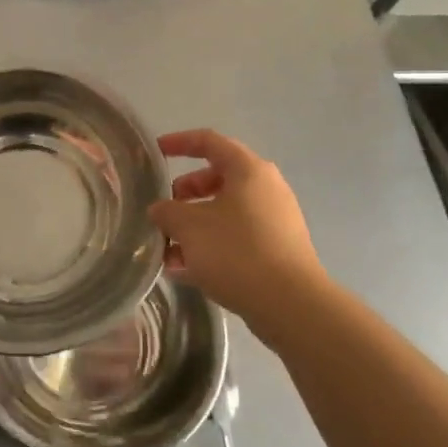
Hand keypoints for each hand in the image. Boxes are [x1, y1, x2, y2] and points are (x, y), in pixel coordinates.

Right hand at [149, 130, 324, 337]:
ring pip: (225, 212)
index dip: (180, 142)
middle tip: (164, 212)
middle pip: (217, 178)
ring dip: (194, 226)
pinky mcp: (277, 249)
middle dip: (185, 194)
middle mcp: (266, 188)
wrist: (291, 305)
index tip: (156, 152)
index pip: (209, 141)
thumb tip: (160, 210)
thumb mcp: (189, 228)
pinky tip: (187, 271)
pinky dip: (211, 245)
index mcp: (248, 170)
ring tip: (169, 251)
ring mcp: (275, 220)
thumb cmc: (237, 252)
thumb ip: (167, 212)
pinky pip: (236, 237)